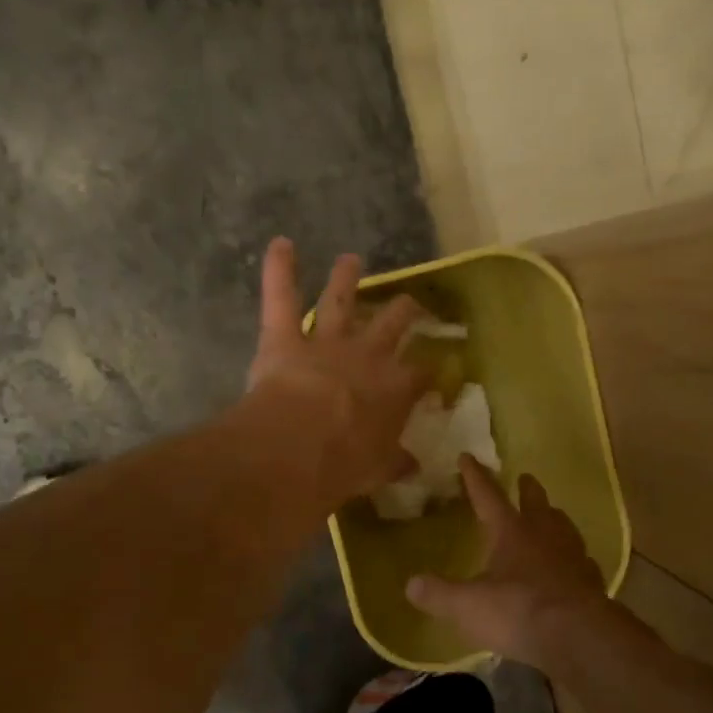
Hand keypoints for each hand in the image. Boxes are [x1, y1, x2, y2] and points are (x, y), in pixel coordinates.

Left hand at [245, 238, 432, 508]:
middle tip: (409, 303)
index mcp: (394, 389)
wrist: (300, 448)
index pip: (421, 374)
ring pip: (339, 301)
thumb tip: (413, 466)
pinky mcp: (285, 337)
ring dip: (345, 279)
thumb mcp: (378, 469)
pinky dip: (279, 269)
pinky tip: (280, 243)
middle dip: (403, 311)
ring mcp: (326, 341)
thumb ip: (395, 462)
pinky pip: (281, 297)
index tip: (433, 370)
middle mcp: (367, 356)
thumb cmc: (346, 464)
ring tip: (351, 259)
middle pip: (392, 324)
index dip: (429, 370)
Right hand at [406, 455, 608, 666]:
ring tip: (551, 515)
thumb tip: (411, 584)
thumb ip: (439, 594)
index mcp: (511, 531)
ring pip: (563, 526)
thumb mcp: (468, 606)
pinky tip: (572, 565)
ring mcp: (572, 555)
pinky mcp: (591, 580)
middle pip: (536, 502)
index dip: (475, 477)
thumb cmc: (518, 611)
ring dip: (554, 518)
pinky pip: (581, 560)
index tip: (468, 456)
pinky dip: (573, 557)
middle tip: (525, 478)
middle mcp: (544, 534)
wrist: (578, 636)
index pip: (488, 496)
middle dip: (527, 489)